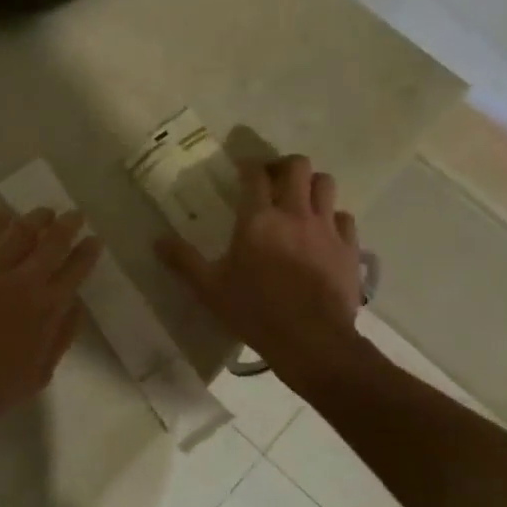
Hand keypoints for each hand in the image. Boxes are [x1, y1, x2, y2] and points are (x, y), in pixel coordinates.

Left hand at [0, 209, 102, 427]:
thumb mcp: (41, 372)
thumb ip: (62, 336)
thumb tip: (75, 304)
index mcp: (46, 308)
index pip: (75, 271)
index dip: (87, 252)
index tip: (93, 239)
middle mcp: (22, 282)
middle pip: (51, 244)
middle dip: (67, 226)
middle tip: (74, 214)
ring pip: (18, 234)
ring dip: (35, 219)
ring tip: (44, 211)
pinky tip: (2, 217)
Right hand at [156, 155, 366, 392]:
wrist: (312, 341)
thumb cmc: (255, 311)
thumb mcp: (209, 289)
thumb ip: (183, 261)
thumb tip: (157, 241)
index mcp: (258, 219)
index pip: (255, 175)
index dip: (248, 166)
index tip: (241, 169)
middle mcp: (294, 214)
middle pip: (297, 166)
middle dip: (283, 166)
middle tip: (271, 180)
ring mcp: (326, 229)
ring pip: (325, 184)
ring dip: (311, 185)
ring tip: (299, 200)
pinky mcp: (349, 248)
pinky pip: (344, 217)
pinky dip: (333, 217)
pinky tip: (322, 232)